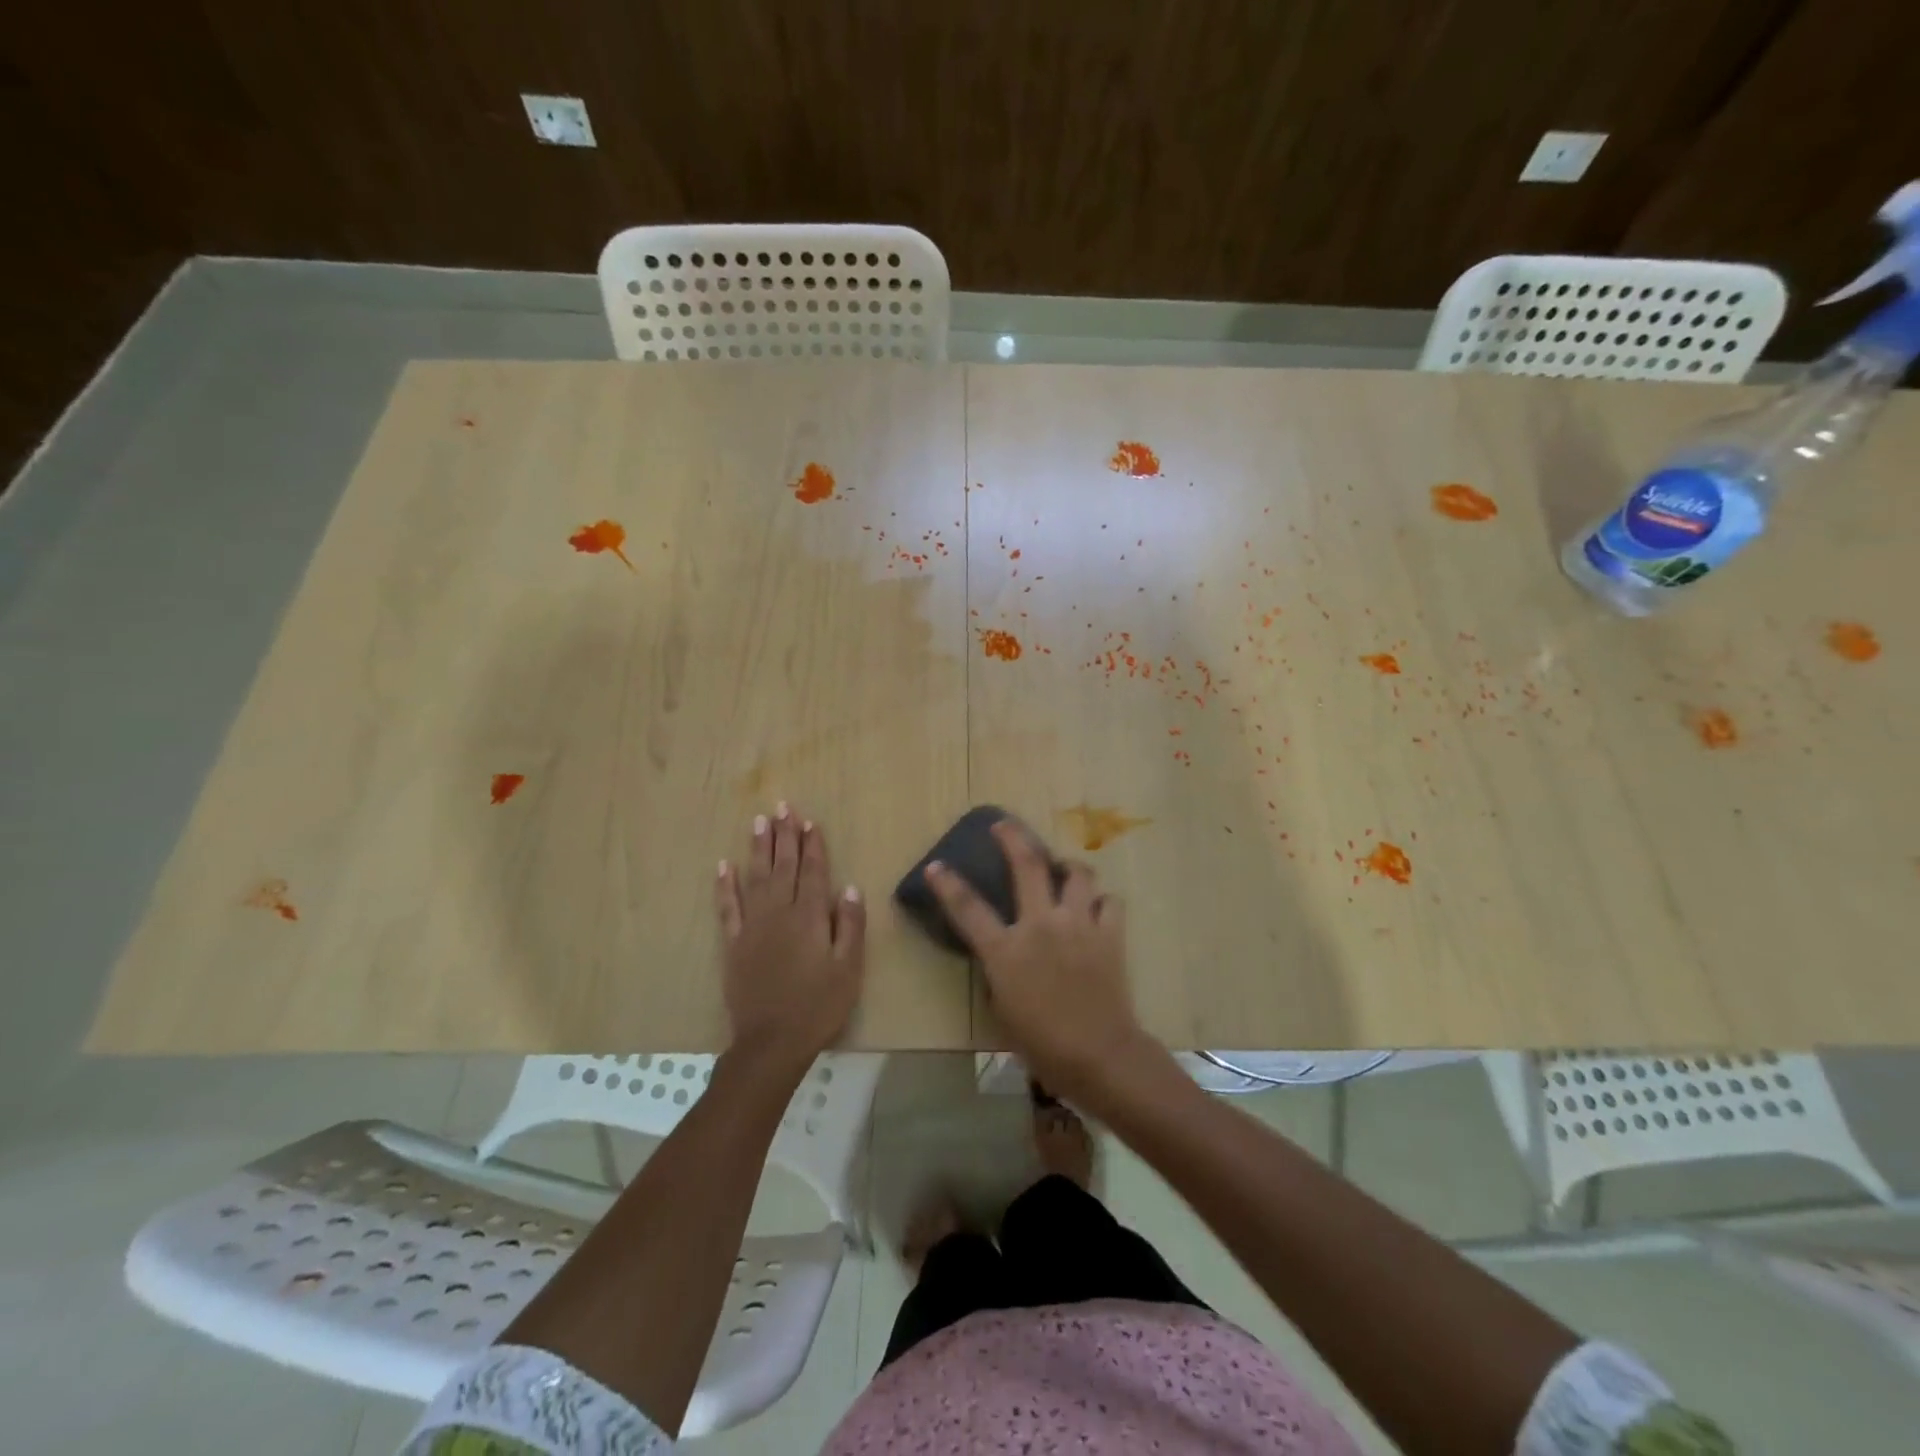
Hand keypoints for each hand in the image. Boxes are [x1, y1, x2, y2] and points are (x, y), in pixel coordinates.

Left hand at [715, 804, 865, 1064]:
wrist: (771, 1042)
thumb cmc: (818, 1006)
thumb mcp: (848, 969)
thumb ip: (850, 926)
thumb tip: (849, 887)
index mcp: (810, 917)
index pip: (814, 872)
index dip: (813, 845)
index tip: (810, 821)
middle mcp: (780, 913)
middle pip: (783, 866)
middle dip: (785, 835)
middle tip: (782, 806)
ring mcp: (753, 926)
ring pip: (756, 878)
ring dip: (758, 848)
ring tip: (759, 821)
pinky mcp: (733, 944)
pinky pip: (728, 907)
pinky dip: (725, 885)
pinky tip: (723, 865)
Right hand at [926, 819, 1145, 1098]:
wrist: (1099, 1055)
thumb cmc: (1042, 1044)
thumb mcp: (1003, 1009)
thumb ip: (999, 972)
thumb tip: (1004, 953)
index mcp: (1006, 950)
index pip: (968, 908)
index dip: (948, 884)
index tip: (936, 865)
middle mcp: (1041, 925)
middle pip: (1027, 865)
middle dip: (1013, 837)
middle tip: (1004, 825)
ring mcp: (1078, 925)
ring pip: (1077, 874)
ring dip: (1068, 867)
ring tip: (1063, 870)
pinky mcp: (1109, 933)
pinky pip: (1109, 902)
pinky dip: (1101, 902)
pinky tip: (1096, 910)